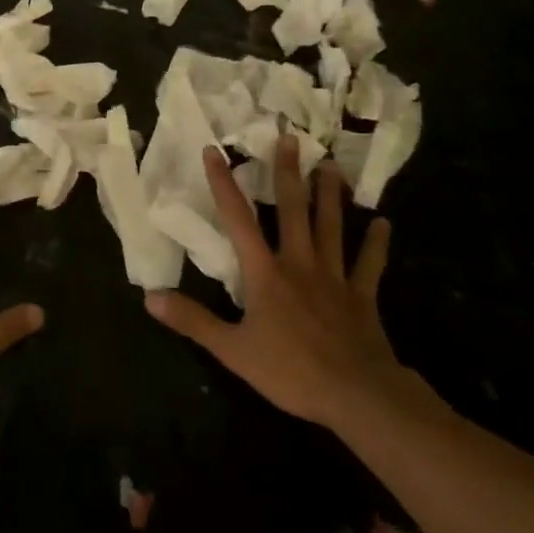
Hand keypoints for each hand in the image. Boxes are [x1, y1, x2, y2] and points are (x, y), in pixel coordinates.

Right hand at [145, 137, 412, 432]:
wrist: (356, 394)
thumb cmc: (290, 370)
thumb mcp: (232, 350)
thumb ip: (192, 321)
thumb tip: (150, 297)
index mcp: (265, 273)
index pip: (238, 219)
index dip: (223, 184)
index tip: (215, 150)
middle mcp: (299, 263)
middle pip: (293, 210)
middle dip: (288, 173)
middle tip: (289, 138)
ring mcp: (334, 277)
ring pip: (331, 227)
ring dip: (330, 196)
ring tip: (331, 165)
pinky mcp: (362, 296)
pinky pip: (369, 264)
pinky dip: (376, 244)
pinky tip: (383, 223)